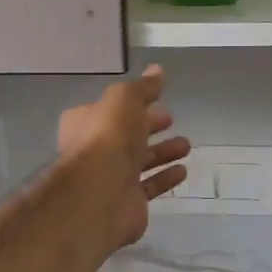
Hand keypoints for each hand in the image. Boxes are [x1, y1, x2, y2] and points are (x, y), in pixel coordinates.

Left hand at [58, 66, 191, 249]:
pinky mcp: (126, 202)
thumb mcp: (125, 99)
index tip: (158, 100)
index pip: (110, 108)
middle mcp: (94, 149)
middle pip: (126, 135)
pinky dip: (164, 177)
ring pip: (139, 161)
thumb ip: (143, 87)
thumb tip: (157, 70)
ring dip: (162, 152)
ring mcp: (109, 178)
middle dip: (149, 126)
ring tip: (186, 145)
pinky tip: (182, 171)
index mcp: (85, 122)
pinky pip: (148, 186)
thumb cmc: (108, 138)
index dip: (133, 103)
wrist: (100, 194)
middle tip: (171, 120)